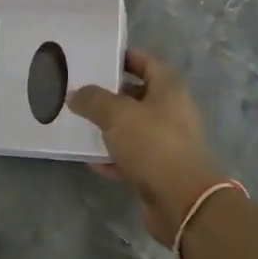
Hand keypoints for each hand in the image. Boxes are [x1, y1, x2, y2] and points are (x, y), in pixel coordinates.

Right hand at [68, 50, 228, 243]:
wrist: (182, 201)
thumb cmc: (153, 144)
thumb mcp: (117, 114)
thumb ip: (93, 100)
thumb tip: (75, 94)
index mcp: (168, 88)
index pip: (146, 61)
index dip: (123, 57)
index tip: (95, 57)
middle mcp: (170, 111)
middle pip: (136, 94)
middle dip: (108, 92)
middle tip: (77, 89)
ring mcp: (165, 142)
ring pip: (131, 127)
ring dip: (107, 126)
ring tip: (77, 121)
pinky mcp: (158, 169)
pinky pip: (130, 156)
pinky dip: (112, 156)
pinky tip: (89, 158)